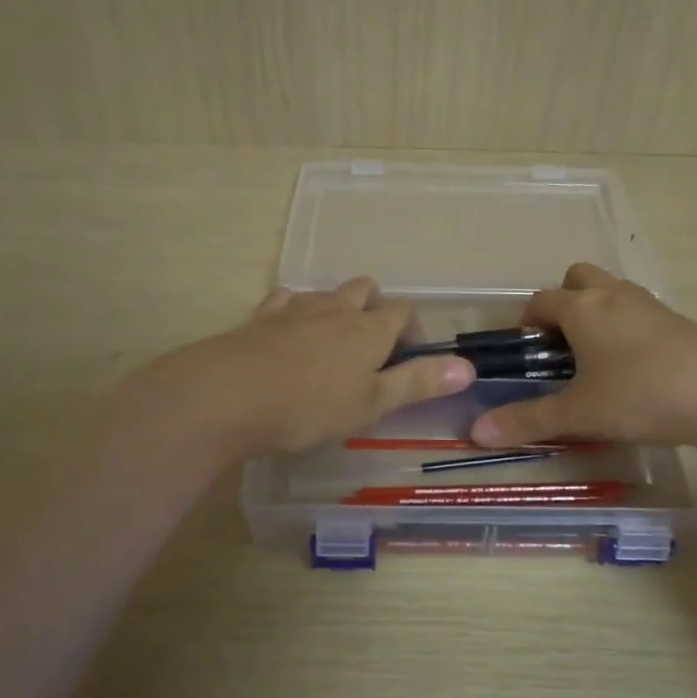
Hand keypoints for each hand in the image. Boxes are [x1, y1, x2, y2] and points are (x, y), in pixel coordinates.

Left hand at [143, 278, 475, 456]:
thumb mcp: (372, 403)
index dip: (413, 333)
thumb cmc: (309, 406)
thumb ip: (419, 383)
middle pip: (365, 291)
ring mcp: (294, 309)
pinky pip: (285, 301)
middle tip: (370, 350)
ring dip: (336, 309)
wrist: (227, 396)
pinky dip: (294, 311)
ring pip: (326, 293)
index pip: (403, 313)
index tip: (409, 363)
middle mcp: (335, 308)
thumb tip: (469, 366)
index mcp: (369, 329)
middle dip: (374, 310)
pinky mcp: (259, 318)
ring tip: (331, 344)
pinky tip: (286, 334)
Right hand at [469, 263, 696, 448]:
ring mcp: (651, 305)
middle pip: (579, 276)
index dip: (526, 320)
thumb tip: (476, 433)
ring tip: (597, 356)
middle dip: (564, 301)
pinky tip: (636, 367)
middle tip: (562, 343)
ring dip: (598, 310)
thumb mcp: (578, 413)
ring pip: (613, 290)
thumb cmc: (639, 395)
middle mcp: (614, 296)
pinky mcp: (680, 321)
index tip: (525, 350)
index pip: (542, 300)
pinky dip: (629, 326)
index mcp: (583, 309)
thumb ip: (527, 421)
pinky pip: (641, 311)